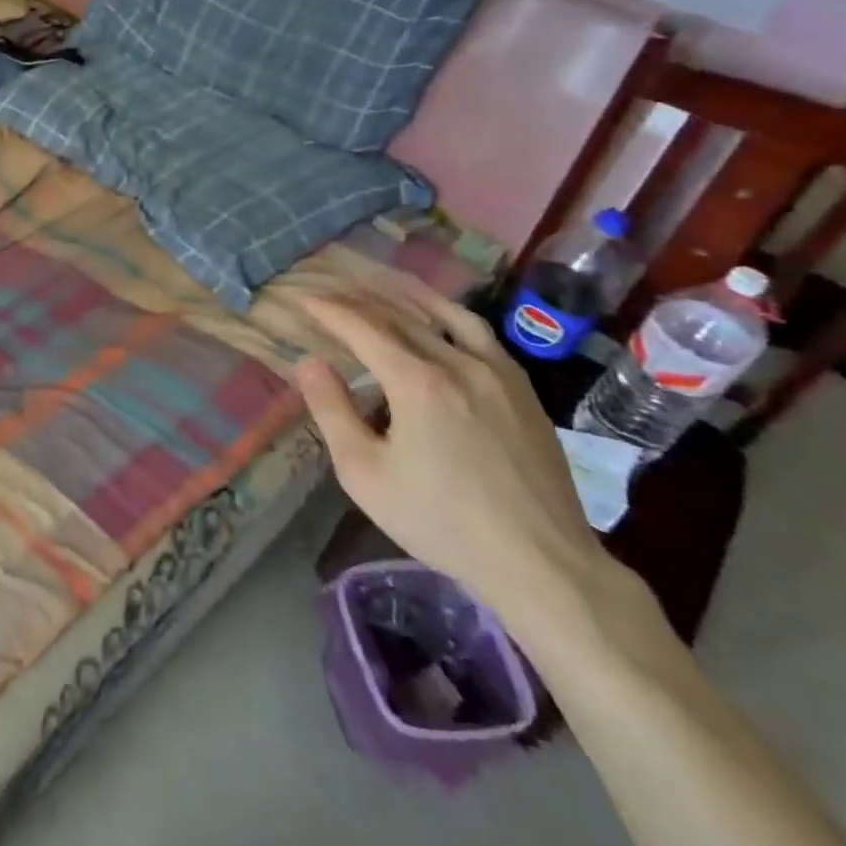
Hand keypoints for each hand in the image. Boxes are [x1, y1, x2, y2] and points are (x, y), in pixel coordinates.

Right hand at [295, 269, 612, 630]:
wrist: (542, 563)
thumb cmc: (440, 522)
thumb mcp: (365, 474)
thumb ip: (332, 411)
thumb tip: (309, 361)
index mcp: (417, 383)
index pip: (363, 328)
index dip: (328, 310)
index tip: (303, 297)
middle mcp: (458, 364)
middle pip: (400, 316)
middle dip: (358, 299)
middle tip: (329, 287)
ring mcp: (498, 373)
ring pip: (444, 315)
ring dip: (406, 295)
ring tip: (380, 282)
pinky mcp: (522, 389)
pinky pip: (479, 333)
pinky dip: (449, 314)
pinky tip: (440, 317)